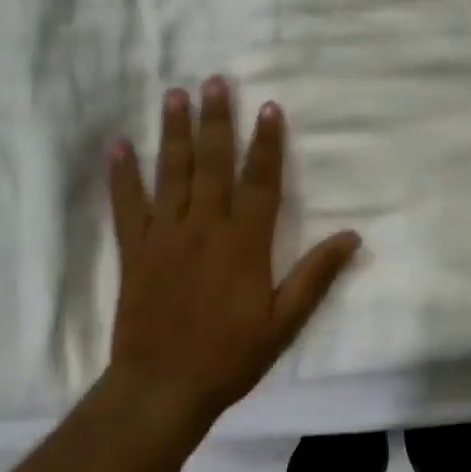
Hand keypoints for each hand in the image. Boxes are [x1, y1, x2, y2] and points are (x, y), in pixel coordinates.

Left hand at [105, 78, 361, 431]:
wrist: (161, 390)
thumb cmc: (229, 356)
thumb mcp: (284, 322)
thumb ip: (316, 276)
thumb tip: (352, 236)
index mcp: (243, 242)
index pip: (260, 180)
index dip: (266, 142)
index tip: (268, 106)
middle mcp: (204, 226)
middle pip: (213, 163)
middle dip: (216, 120)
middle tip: (214, 81)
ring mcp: (165, 235)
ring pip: (172, 172)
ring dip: (174, 132)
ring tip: (174, 94)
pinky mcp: (134, 250)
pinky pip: (126, 205)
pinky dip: (122, 175)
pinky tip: (118, 144)